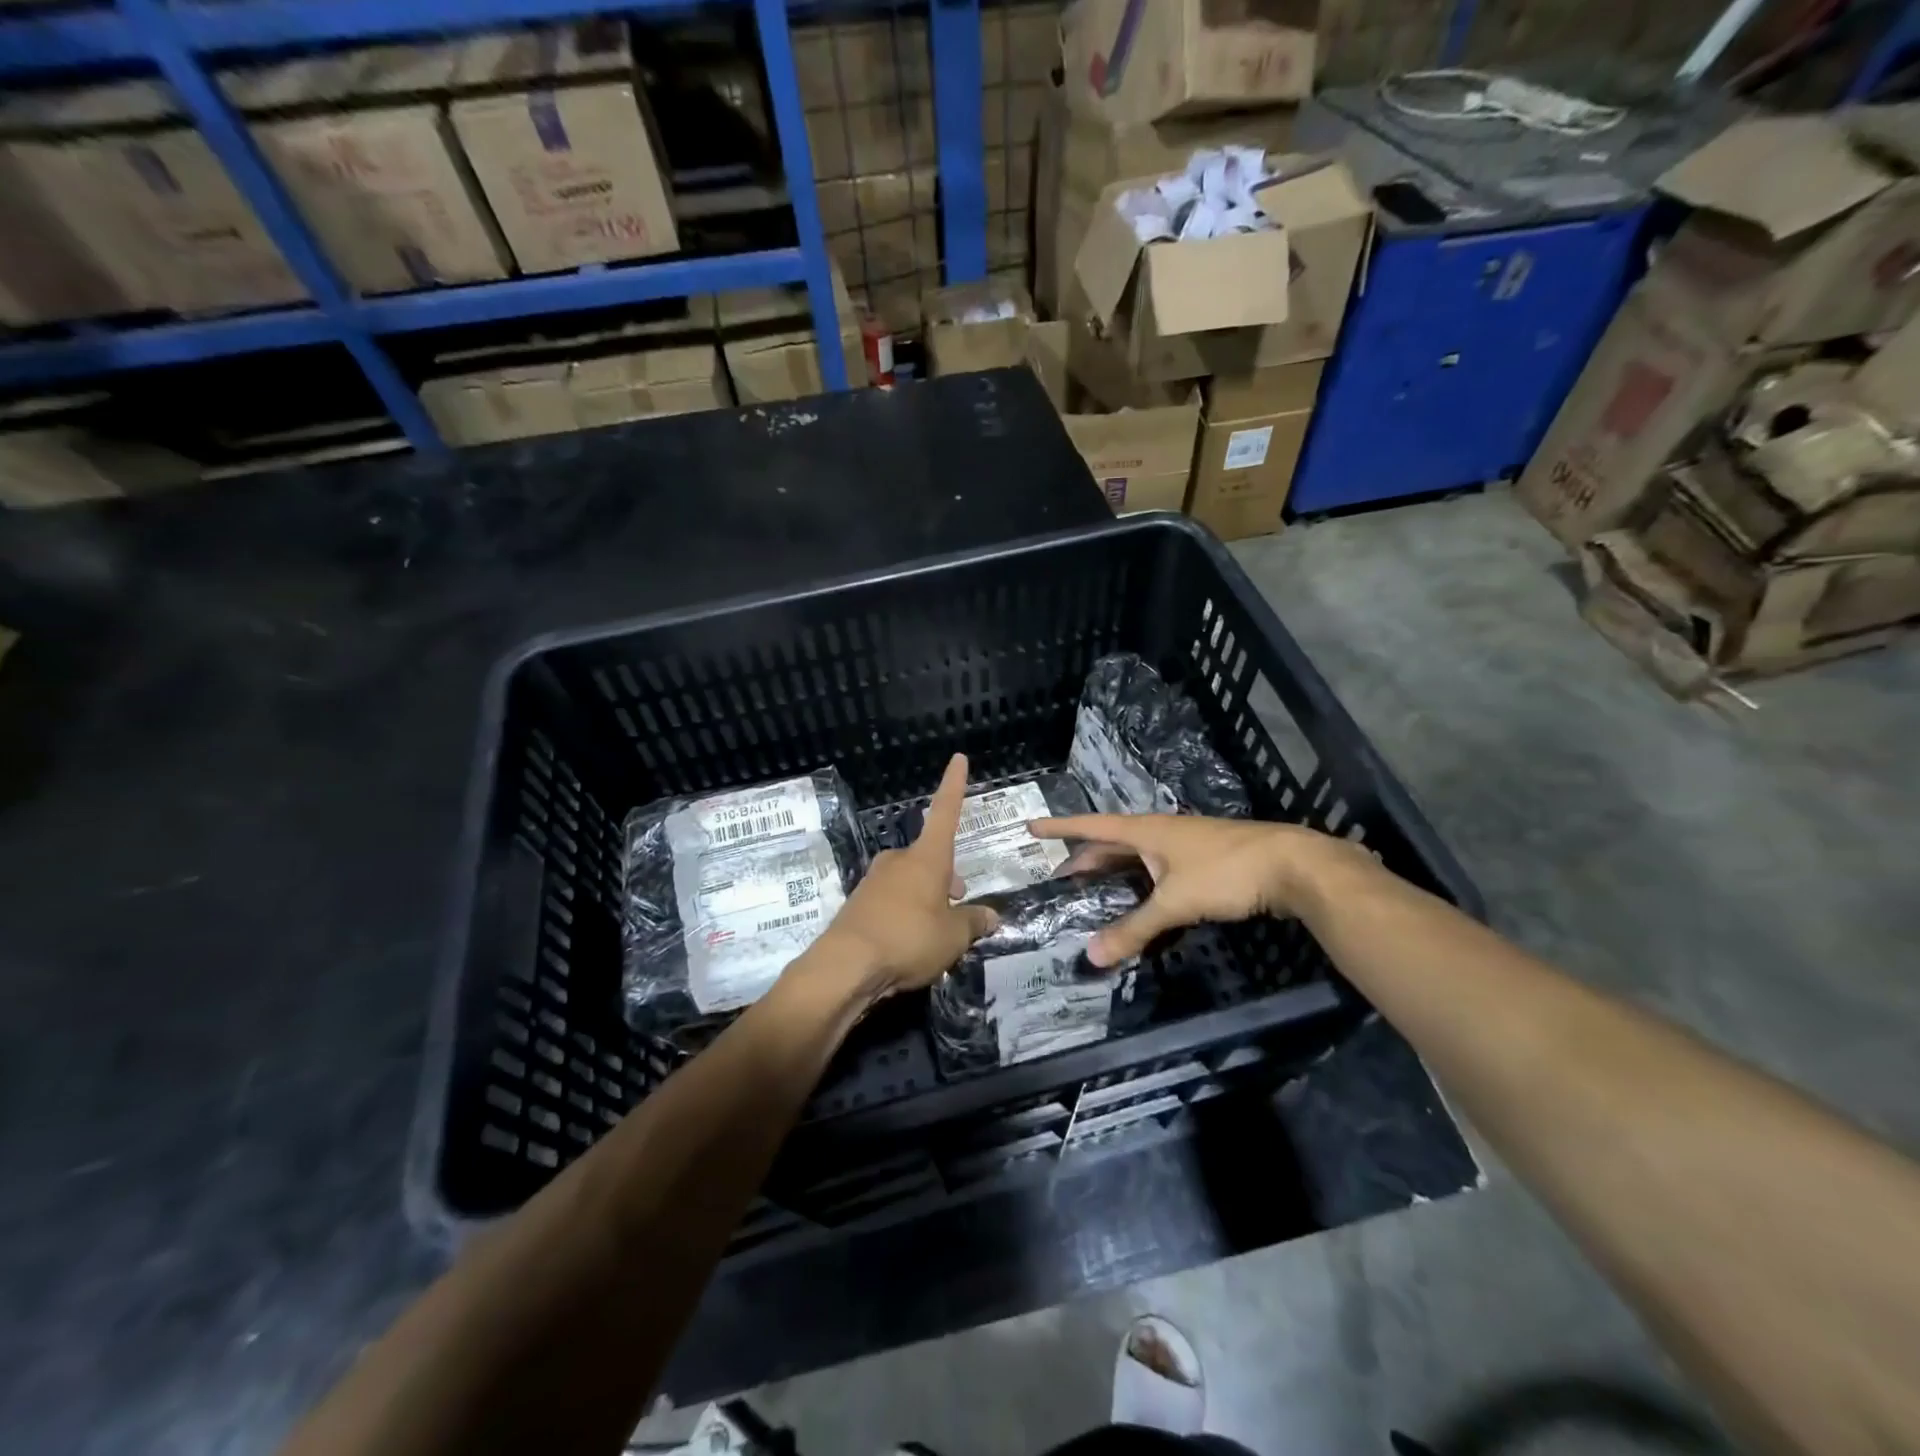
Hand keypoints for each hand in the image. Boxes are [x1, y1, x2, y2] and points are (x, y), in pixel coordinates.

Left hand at [799, 754, 997, 1005]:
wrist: (845, 966)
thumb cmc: (908, 939)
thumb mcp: (953, 937)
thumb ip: (974, 923)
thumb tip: (992, 916)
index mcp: (926, 858)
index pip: (945, 812)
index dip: (954, 786)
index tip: (957, 758)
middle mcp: (899, 861)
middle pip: (929, 857)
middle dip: (946, 875)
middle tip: (959, 903)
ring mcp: (874, 880)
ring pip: (910, 880)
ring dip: (926, 896)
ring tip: (935, 932)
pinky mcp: (858, 904)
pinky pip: (891, 901)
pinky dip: (904, 914)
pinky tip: (907, 942)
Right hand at [1027, 813, 1350, 966]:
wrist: (1292, 865)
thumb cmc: (1226, 873)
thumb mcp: (1175, 902)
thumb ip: (1134, 928)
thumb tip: (1091, 955)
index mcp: (1146, 831)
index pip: (1091, 826)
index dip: (1060, 828)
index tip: (1031, 828)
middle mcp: (1160, 833)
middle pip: (1112, 844)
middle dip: (1085, 860)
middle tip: (1060, 881)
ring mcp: (1184, 847)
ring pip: (1137, 859)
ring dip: (1114, 874)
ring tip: (1093, 895)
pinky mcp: (1204, 864)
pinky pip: (1158, 872)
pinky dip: (1141, 887)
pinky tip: (1142, 906)